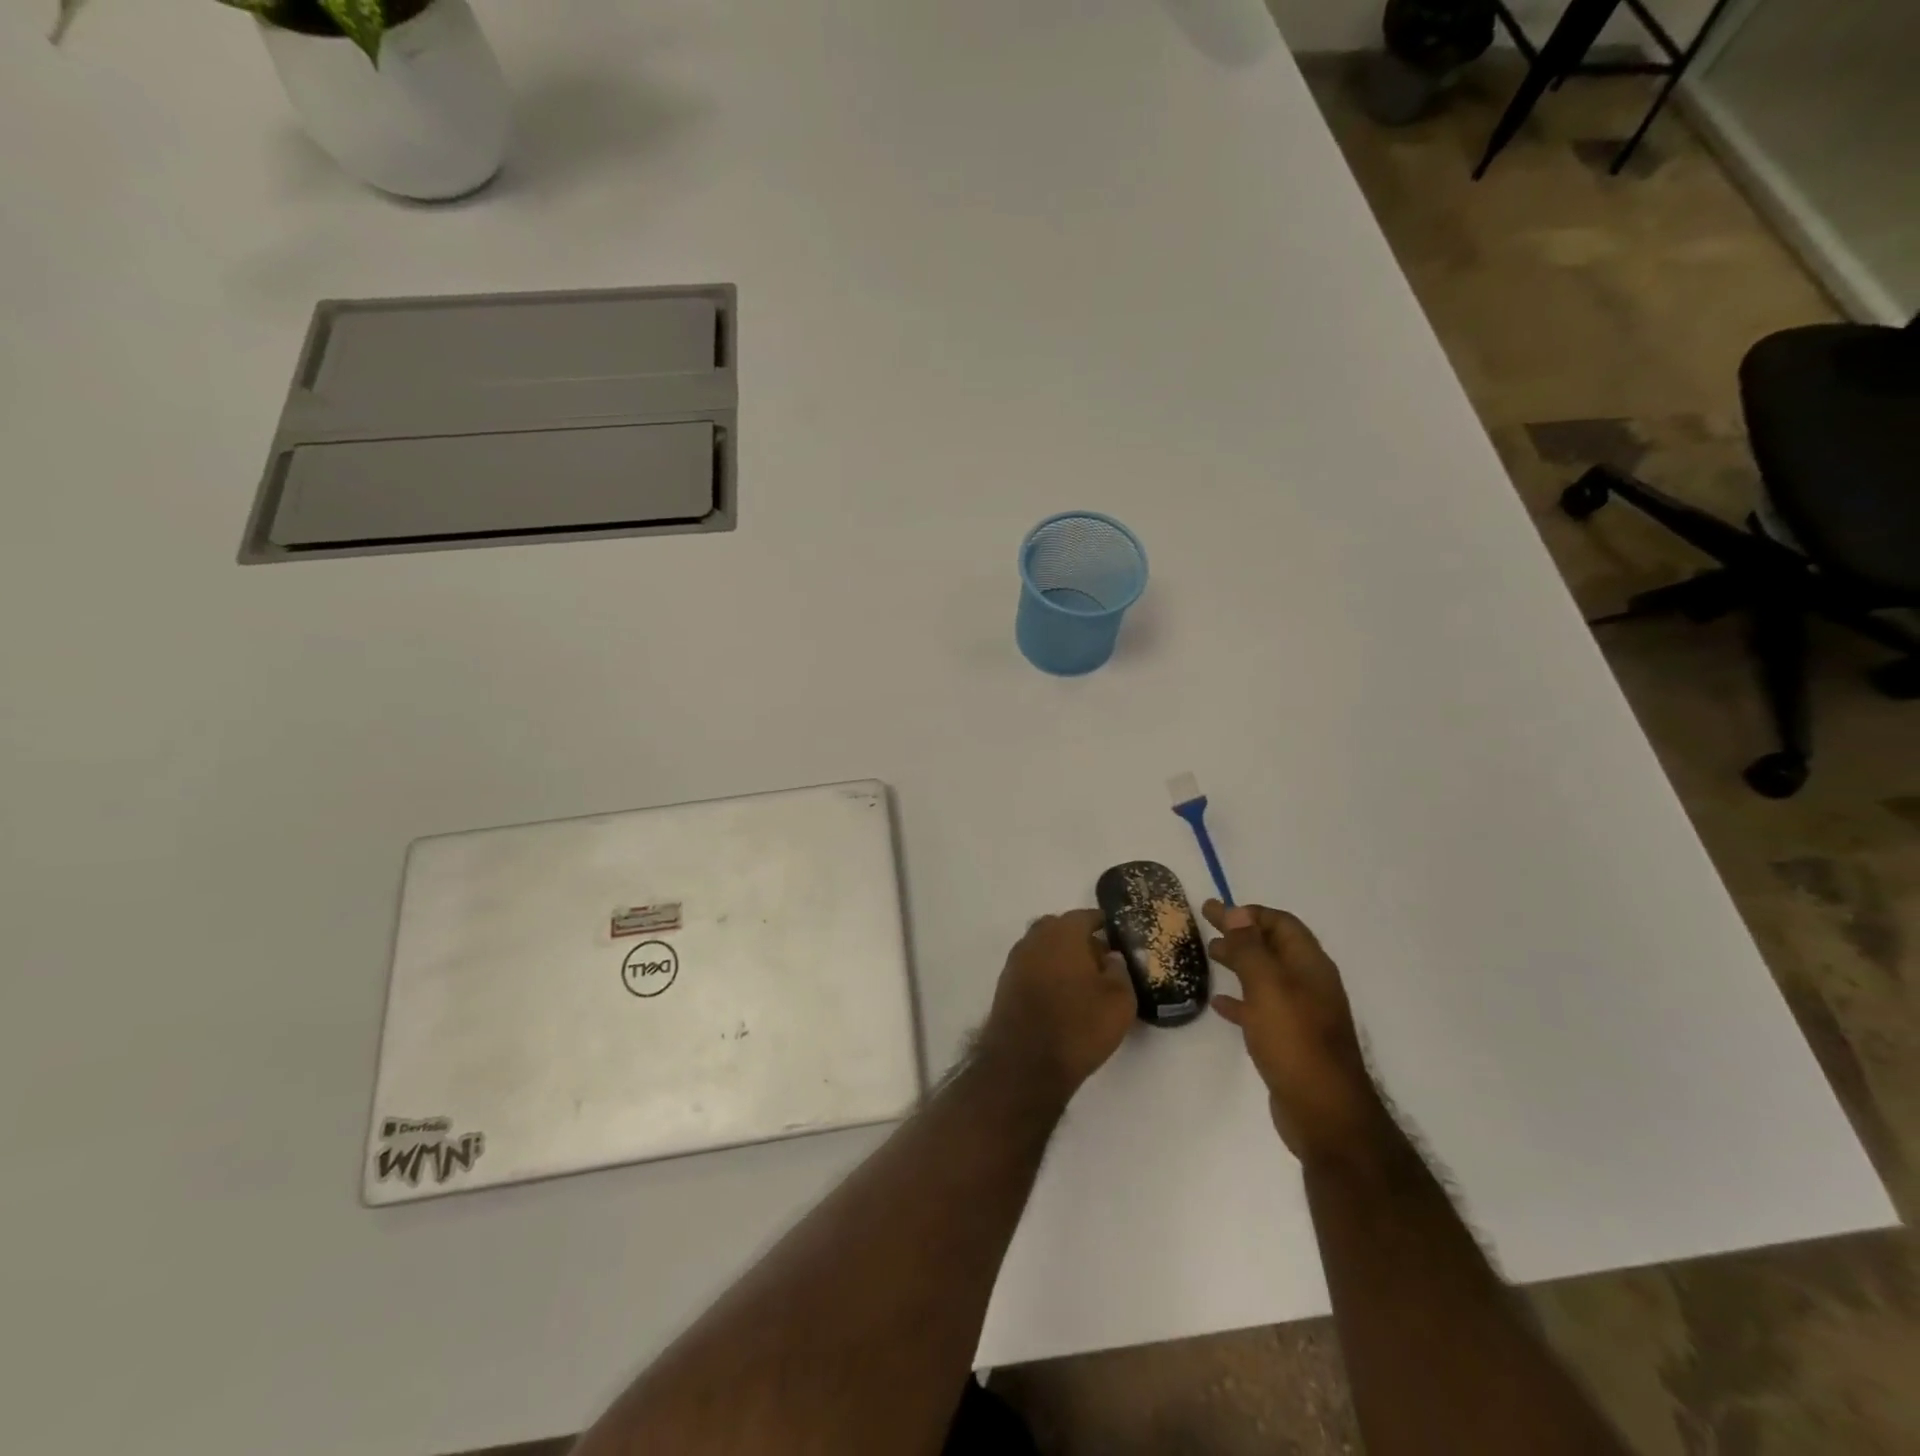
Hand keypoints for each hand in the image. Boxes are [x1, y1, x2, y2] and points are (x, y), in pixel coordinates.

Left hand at [979, 910, 1136, 1100]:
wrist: (1024, 1064)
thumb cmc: (1079, 1026)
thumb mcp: (1119, 1001)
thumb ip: (1119, 971)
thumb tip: (1111, 956)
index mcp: (1063, 933)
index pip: (1086, 916)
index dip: (1103, 924)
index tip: (1117, 936)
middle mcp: (1035, 938)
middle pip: (1060, 928)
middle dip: (1079, 938)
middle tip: (1100, 959)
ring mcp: (1016, 961)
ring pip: (1043, 947)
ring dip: (1060, 956)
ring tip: (1081, 981)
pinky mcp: (1006, 984)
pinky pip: (1032, 967)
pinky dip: (1046, 972)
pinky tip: (1060, 995)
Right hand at [1203, 901, 1386, 1165]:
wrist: (1324, 1113)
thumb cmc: (1295, 1041)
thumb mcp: (1268, 986)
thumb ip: (1250, 948)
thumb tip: (1237, 911)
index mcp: (1309, 966)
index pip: (1281, 924)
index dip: (1250, 913)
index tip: (1216, 911)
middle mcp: (1309, 984)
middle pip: (1273, 947)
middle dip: (1242, 933)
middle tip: (1206, 926)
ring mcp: (1302, 1014)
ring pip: (1266, 976)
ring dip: (1240, 962)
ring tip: (1210, 955)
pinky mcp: (1291, 1041)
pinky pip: (1262, 1008)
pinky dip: (1241, 999)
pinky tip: (1220, 1003)